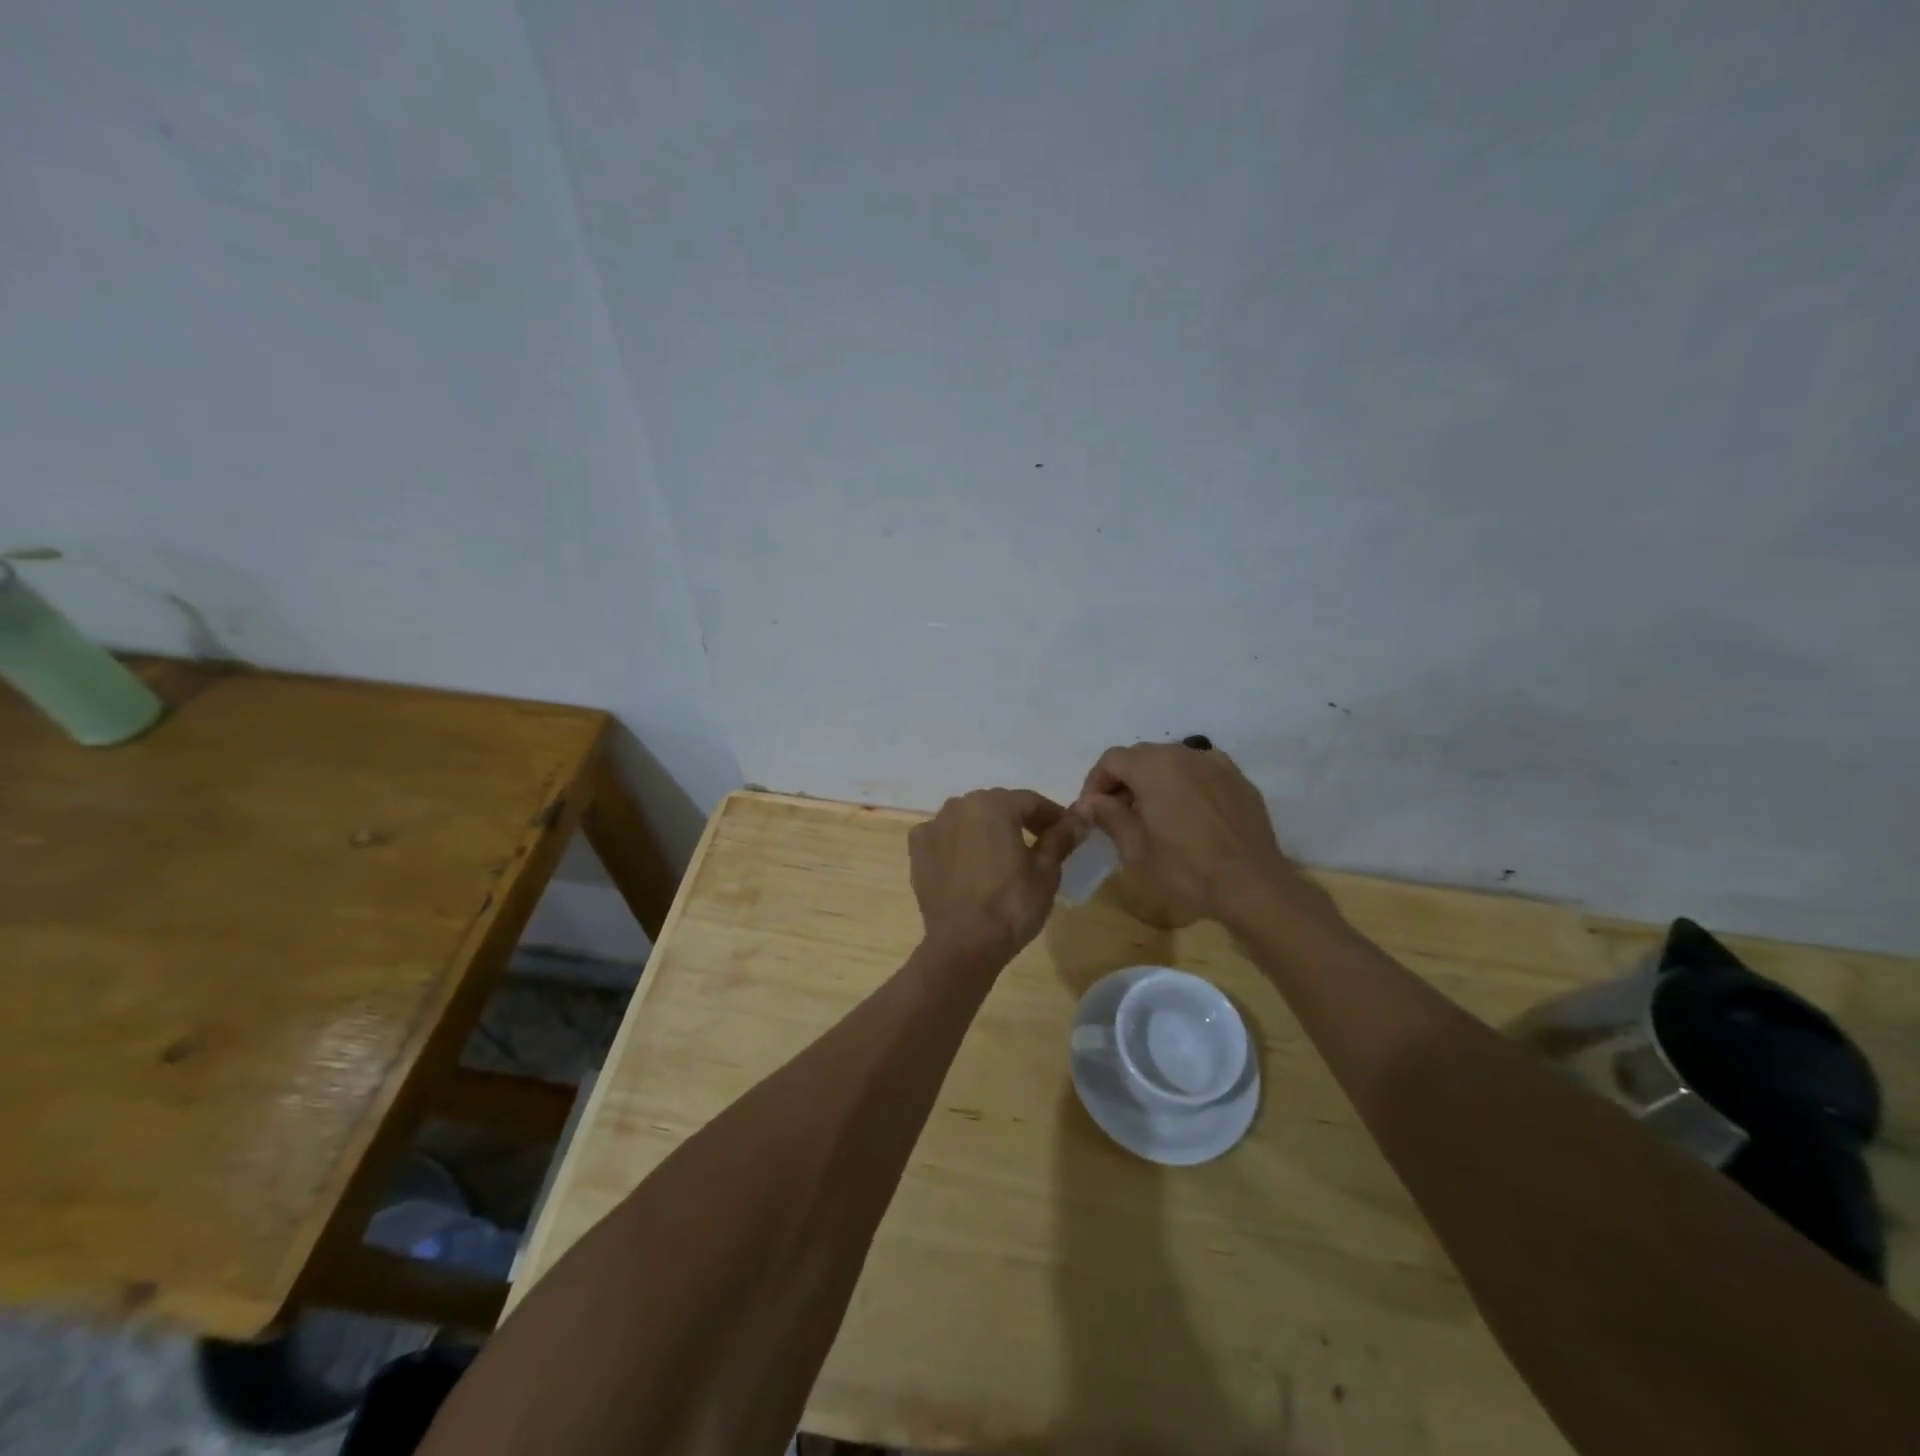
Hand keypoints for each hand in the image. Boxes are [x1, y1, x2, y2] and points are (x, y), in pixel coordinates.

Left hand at [909, 789, 1085, 959]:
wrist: (963, 944)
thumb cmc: (1012, 904)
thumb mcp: (1046, 870)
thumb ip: (1062, 835)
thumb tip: (1084, 810)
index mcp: (992, 803)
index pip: (1030, 801)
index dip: (1052, 816)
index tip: (1066, 834)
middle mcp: (958, 805)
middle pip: (998, 807)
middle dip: (1019, 822)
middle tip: (1039, 847)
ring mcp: (933, 827)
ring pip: (970, 820)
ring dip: (988, 831)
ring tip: (1004, 858)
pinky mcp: (917, 851)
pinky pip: (946, 838)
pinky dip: (960, 845)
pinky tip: (971, 866)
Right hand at [1074, 743, 1338, 929]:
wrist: (1252, 886)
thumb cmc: (1186, 871)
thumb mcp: (1136, 850)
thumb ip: (1109, 817)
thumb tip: (1089, 802)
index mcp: (1154, 767)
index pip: (1112, 760)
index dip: (1095, 783)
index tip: (1093, 811)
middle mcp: (1184, 754)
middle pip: (1142, 756)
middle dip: (1124, 780)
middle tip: (1119, 814)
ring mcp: (1216, 764)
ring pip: (1173, 761)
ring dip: (1155, 780)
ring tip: (1154, 815)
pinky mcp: (1239, 780)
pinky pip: (1201, 772)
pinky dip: (1186, 784)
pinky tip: (1188, 815)